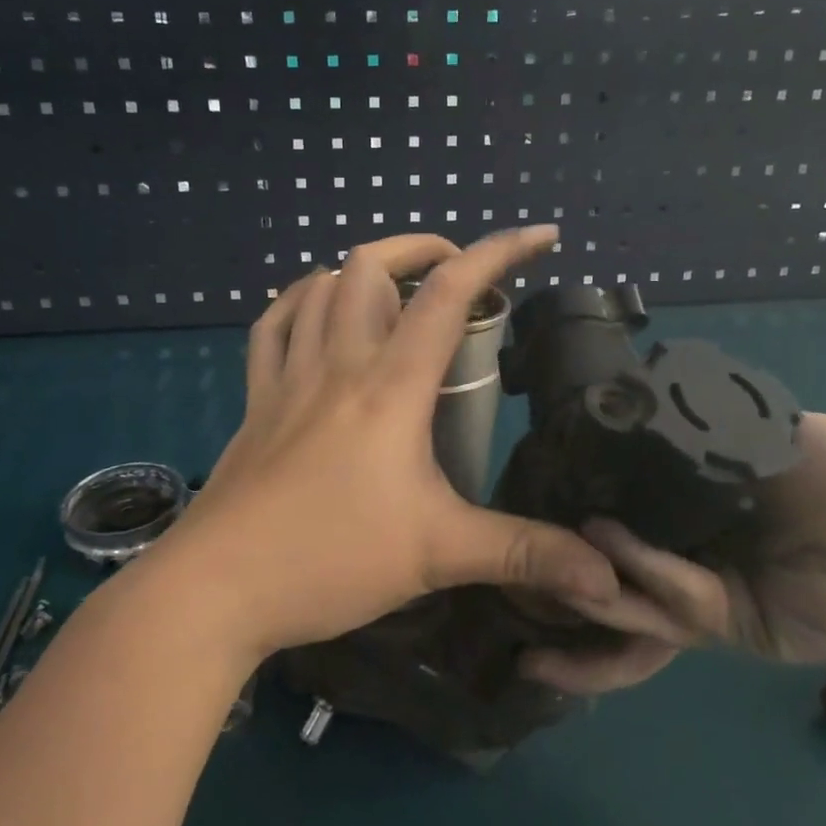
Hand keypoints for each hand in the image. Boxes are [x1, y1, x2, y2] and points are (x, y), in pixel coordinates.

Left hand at [134, 228, 620, 664]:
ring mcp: (287, 378)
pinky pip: (271, 327)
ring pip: (317, 287)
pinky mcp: (254, 401)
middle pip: (371, 266)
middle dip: (423, 249)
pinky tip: (315, 313)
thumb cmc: (331, 560)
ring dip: (363, 271)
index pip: (448, 293)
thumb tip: (607, 579)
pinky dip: (299, 302)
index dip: (498, 252)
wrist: (218, 589)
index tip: (540, 237)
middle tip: (460, 276)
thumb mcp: (439, 555)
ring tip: (397, 292)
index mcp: (390, 386)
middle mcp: (337, 363)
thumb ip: (524, 553)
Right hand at [521, 414, 825, 693]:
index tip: (517, 505)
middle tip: (502, 573)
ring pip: (627, 605)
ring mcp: (698, 597)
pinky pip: (673, 601)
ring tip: (529, 588)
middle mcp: (676, 558)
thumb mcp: (746, 431)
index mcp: (676, 514)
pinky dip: (639, 573)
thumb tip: (620, 389)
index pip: (607, 518)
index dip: (563, 518)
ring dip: (580, 597)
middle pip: (606, 575)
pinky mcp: (727, 626)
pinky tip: (603, 544)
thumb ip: (685, 425)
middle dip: (556, 583)